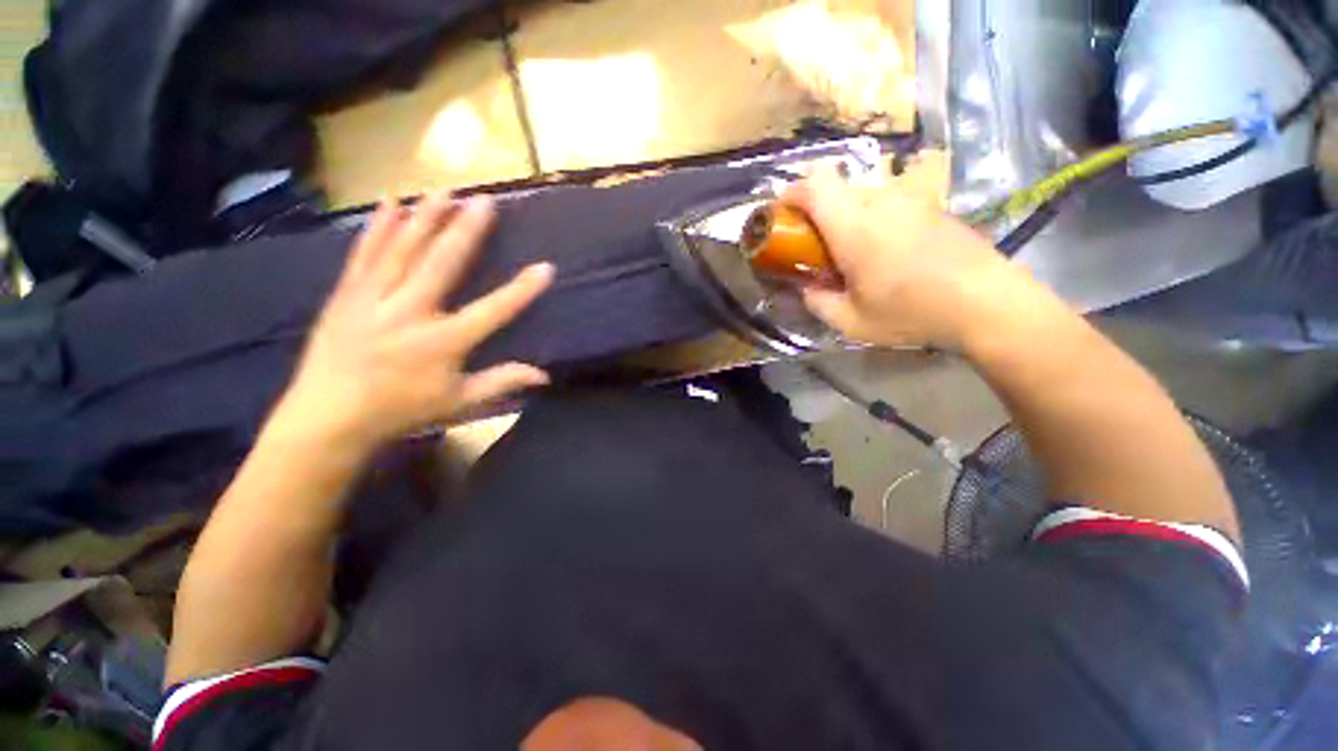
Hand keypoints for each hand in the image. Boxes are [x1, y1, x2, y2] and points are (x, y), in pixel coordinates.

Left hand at [271, 191, 553, 454]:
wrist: (327, 418)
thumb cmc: (401, 411)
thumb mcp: (459, 403)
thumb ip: (502, 382)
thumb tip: (544, 375)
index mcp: (442, 342)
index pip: (492, 310)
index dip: (522, 290)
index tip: (545, 267)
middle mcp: (409, 313)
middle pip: (442, 263)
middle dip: (467, 230)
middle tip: (485, 201)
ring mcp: (372, 299)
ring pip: (403, 249)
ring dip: (425, 217)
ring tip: (444, 189)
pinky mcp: (346, 294)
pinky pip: (365, 253)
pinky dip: (379, 226)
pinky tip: (391, 203)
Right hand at [780, 170, 1035, 349]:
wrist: (988, 302)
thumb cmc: (913, 312)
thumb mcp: (851, 322)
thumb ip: (818, 303)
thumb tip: (808, 289)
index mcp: (854, 226)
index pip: (814, 185)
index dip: (791, 193)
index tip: (783, 216)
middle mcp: (881, 201)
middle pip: (836, 189)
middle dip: (817, 213)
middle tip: (818, 248)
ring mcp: (910, 200)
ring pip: (862, 196)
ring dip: (846, 218)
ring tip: (854, 254)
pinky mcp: (931, 206)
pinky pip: (888, 204)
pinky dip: (873, 221)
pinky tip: (887, 254)